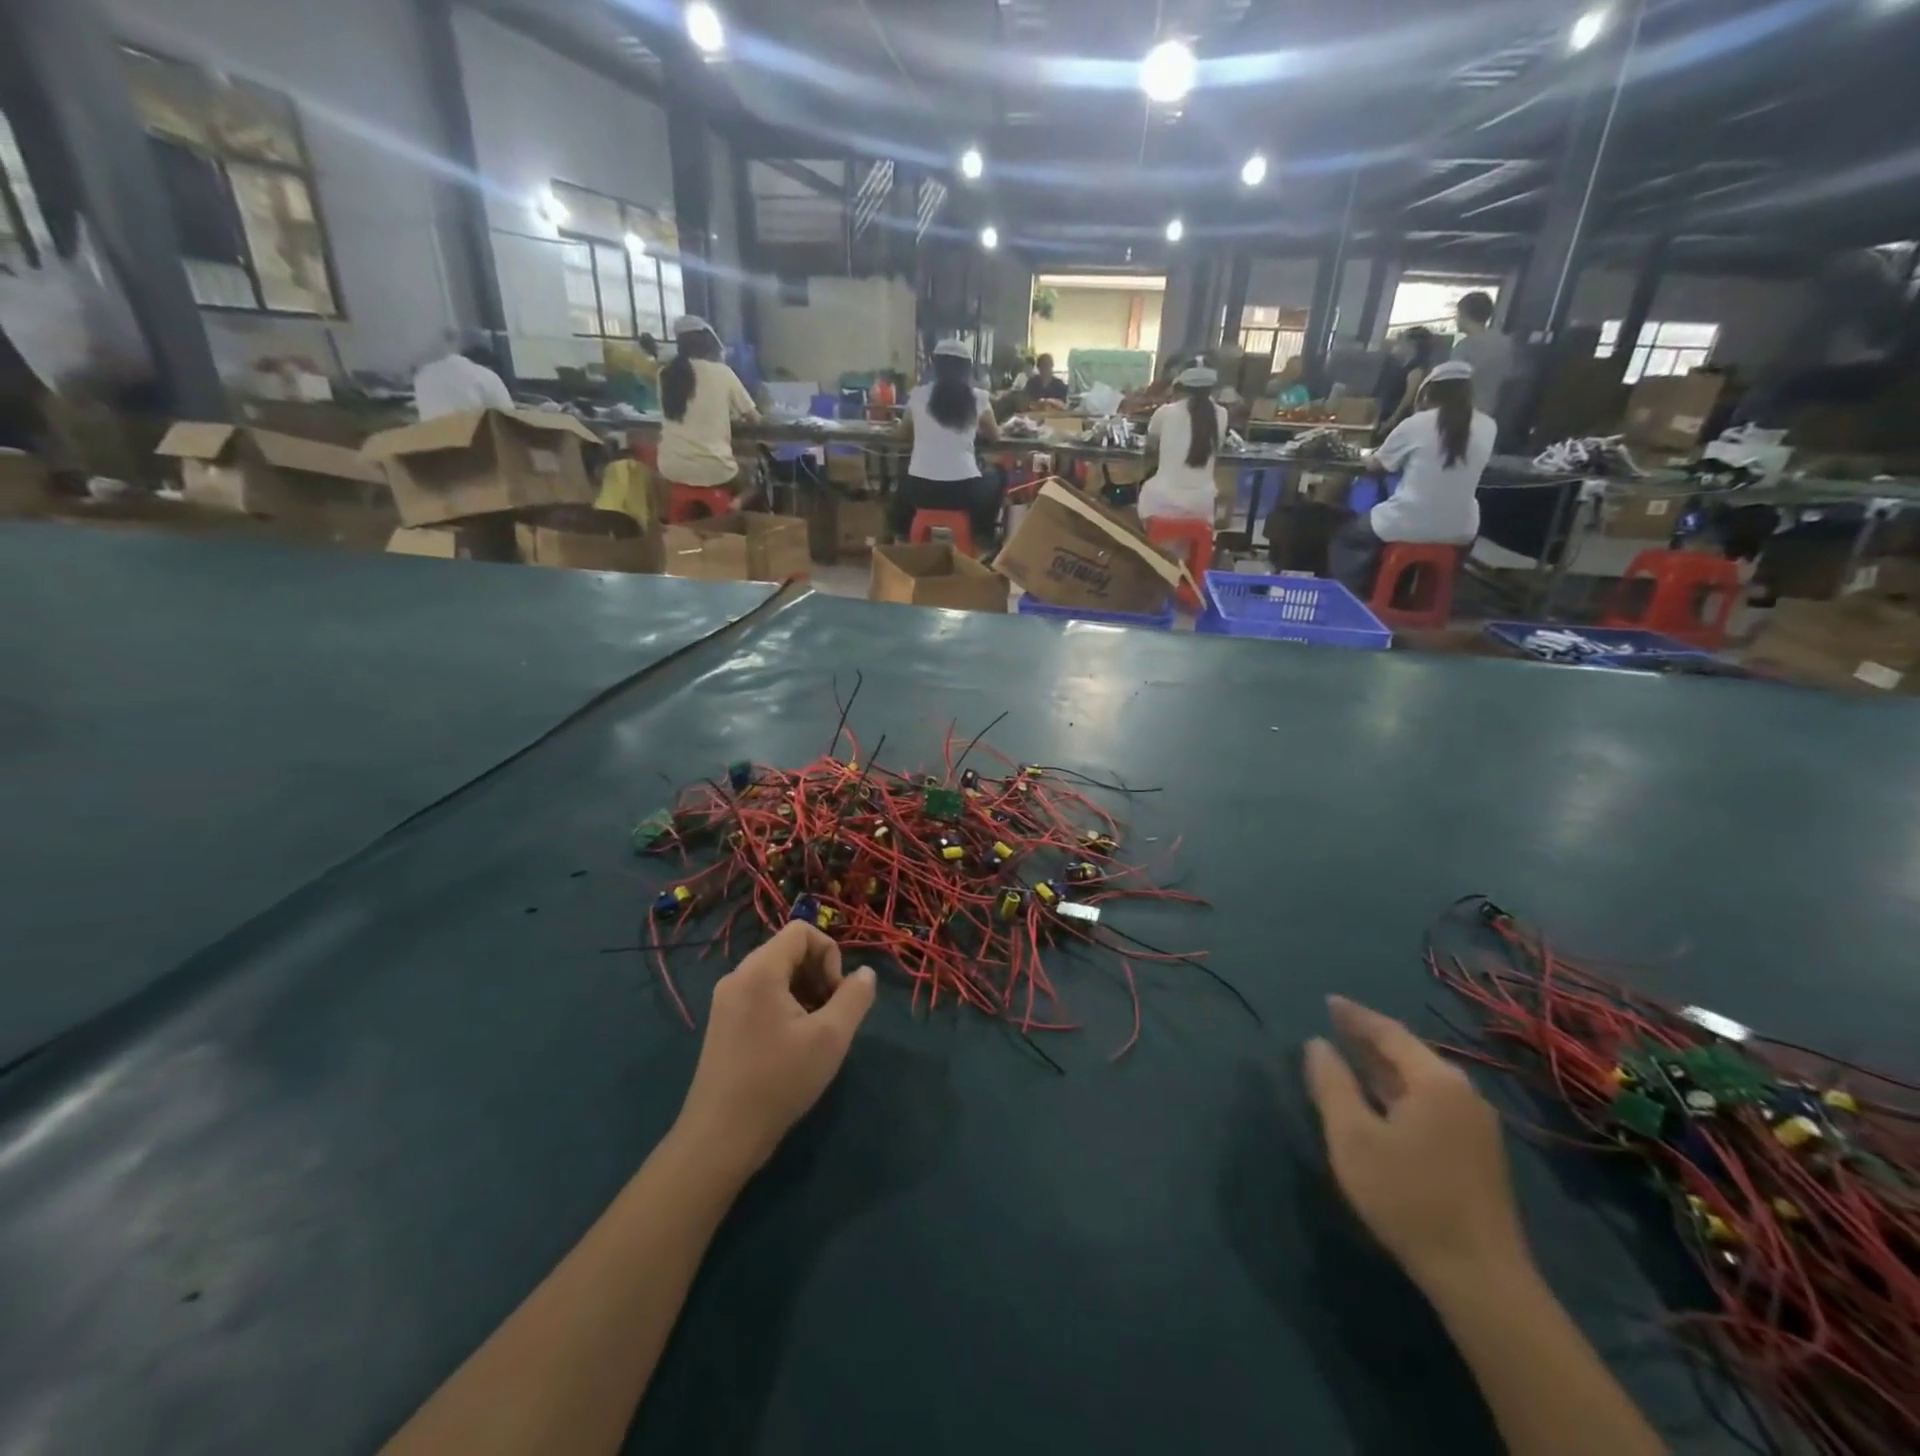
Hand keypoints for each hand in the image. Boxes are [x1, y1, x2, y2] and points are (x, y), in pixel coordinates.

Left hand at [675, 923, 876, 1178]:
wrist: (720, 1138)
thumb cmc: (778, 1081)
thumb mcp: (830, 1037)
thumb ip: (855, 997)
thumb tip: (866, 973)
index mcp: (760, 970)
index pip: (801, 931)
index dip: (829, 954)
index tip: (836, 995)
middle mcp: (738, 976)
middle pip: (789, 951)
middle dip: (819, 975)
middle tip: (831, 1016)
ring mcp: (726, 1001)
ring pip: (776, 976)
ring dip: (805, 993)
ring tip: (814, 1034)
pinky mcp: (723, 1024)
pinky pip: (761, 996)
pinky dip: (785, 1008)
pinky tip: (792, 1046)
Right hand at [1304, 996, 1528, 1290]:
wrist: (1481, 1278)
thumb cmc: (1408, 1197)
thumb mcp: (1353, 1137)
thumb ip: (1332, 1084)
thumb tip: (1318, 1044)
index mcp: (1436, 1081)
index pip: (1389, 1033)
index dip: (1355, 1016)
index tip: (1328, 1001)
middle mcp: (1462, 1094)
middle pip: (1409, 1053)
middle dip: (1370, 1038)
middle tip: (1336, 1024)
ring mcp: (1476, 1125)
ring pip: (1421, 1080)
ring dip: (1384, 1066)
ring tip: (1352, 1055)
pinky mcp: (1477, 1153)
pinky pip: (1431, 1101)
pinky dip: (1400, 1089)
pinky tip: (1382, 1099)